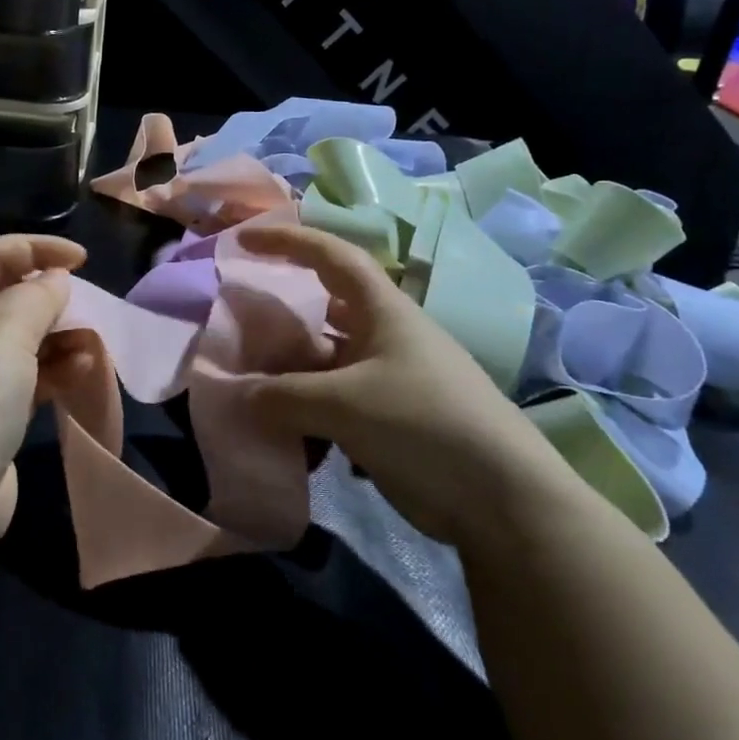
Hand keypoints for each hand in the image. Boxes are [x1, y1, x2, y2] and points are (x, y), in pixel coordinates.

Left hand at [0, 234, 86, 545]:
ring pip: (14, 343)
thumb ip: (35, 297)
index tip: (79, 257)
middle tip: (82, 300)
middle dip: (43, 296)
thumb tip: (54, 280)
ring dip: (54, 337)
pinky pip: (22, 381)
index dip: (30, 248)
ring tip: (91, 340)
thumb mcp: (3, 332)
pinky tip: (83, 371)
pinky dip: (52, 372)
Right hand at [237, 223, 574, 545]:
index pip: (332, 256)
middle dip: (282, 315)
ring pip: (325, 362)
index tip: (244, 241)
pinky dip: (306, 412)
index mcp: (383, 311)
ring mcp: (388, 379)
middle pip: (323, 311)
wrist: (500, 499)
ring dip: (290, 372)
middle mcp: (385, 337)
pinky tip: (283, 433)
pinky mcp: (389, 420)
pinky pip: (334, 403)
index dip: (289, 240)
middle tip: (238, 323)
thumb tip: (237, 396)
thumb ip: (282, 396)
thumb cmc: (422, 423)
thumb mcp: (344, 403)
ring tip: (248, 384)